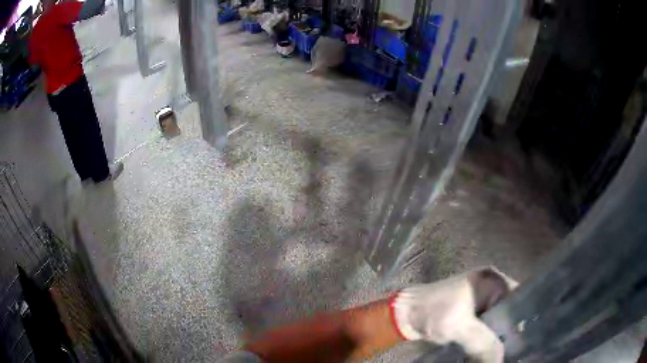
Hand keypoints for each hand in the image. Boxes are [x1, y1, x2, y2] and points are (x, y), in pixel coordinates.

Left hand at [390, 266, 516, 362]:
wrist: (405, 314)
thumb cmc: (433, 312)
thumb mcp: (460, 327)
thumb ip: (483, 343)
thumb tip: (500, 360)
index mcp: (492, 280)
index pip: (519, 296)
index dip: (523, 316)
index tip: (527, 337)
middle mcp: (491, 286)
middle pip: (510, 309)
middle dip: (512, 329)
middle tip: (517, 347)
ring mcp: (481, 299)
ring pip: (499, 318)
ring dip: (500, 334)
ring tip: (508, 350)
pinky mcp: (472, 312)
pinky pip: (488, 323)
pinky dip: (490, 335)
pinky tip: (493, 349)